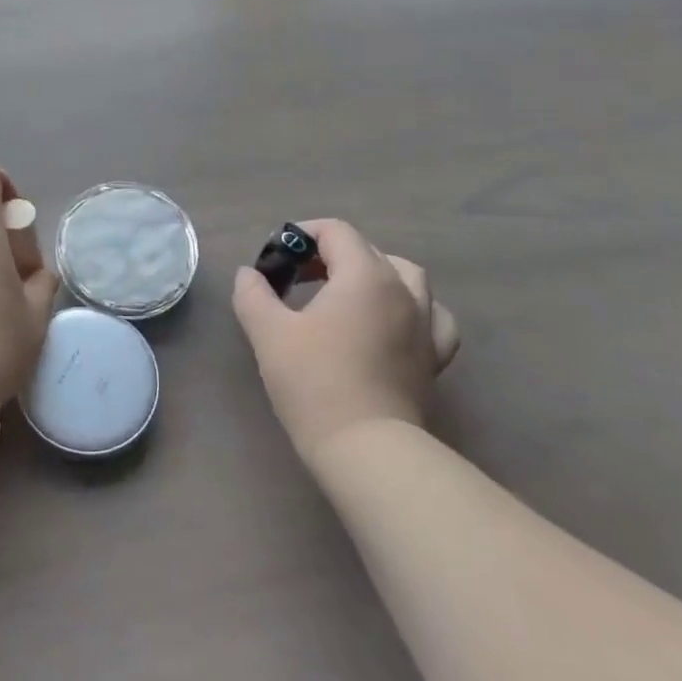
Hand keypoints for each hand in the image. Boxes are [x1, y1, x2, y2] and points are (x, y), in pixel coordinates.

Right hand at [232, 219, 457, 459]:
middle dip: (329, 255)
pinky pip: (432, 316)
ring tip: (345, 294)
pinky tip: (393, 322)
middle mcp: (402, 289)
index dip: (303, 234)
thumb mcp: (268, 333)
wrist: (366, 448)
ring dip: (373, 274)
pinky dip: (412, 309)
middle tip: (296, 278)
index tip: (277, 258)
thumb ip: (253, 294)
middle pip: (367, 250)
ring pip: (406, 276)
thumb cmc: (314, 382)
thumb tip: (248, 274)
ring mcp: (425, 323)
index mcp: (365, 275)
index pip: (336, 232)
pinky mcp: (433, 357)